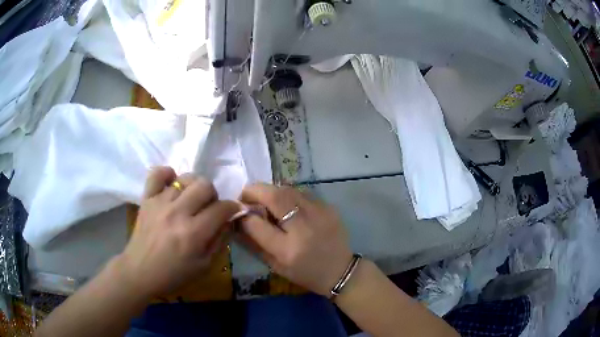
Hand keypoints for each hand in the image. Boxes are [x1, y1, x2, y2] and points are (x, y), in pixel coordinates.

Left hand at [116, 167, 239, 298]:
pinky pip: (157, 174)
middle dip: (213, 195)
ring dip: (193, 187)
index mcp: (193, 233)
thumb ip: (218, 241)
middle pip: (204, 185)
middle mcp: (177, 212)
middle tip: (208, 208)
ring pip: (185, 178)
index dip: (233, 207)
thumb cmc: (173, 274)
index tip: (233, 210)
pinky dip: (167, 174)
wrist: (140, 271)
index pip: (221, 208)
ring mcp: (160, 202)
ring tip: (190, 200)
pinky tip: (171, 185)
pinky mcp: (147, 199)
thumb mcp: (203, 266)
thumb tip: (228, 221)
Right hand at [239, 184, 352, 296]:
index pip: (257, 224)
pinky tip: (287, 205)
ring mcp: (319, 214)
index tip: (238, 211)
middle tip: (246, 195)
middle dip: (255, 191)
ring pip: (288, 189)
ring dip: (271, 190)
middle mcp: (304, 228)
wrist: (341, 271)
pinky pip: (303, 193)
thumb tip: (238, 222)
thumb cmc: (305, 273)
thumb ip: (254, 243)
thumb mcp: (276, 266)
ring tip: (265, 199)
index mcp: (288, 250)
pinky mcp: (329, 207)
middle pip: (275, 197)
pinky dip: (289, 195)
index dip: (243, 214)